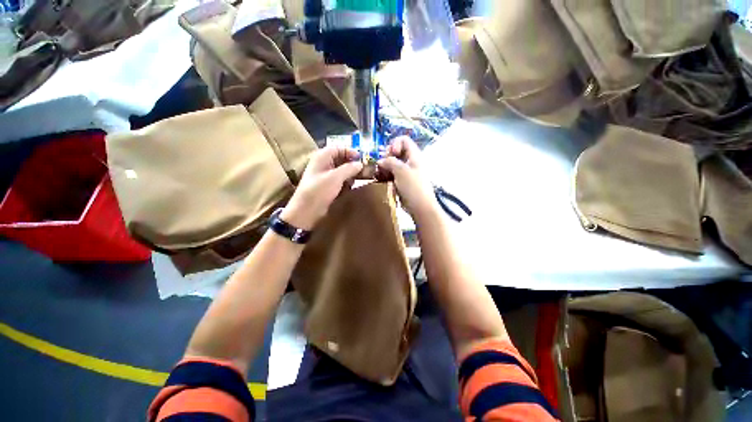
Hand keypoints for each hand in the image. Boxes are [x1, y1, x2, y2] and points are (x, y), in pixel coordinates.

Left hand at [281, 146, 363, 229]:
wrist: (306, 212)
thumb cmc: (319, 191)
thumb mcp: (335, 178)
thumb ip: (349, 169)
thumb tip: (360, 164)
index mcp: (322, 157)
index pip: (338, 148)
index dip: (350, 152)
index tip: (361, 159)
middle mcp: (324, 164)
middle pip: (341, 159)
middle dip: (352, 164)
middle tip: (364, 170)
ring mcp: (326, 176)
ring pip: (342, 171)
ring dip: (351, 174)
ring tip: (360, 179)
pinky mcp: (328, 187)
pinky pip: (340, 180)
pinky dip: (347, 182)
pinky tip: (352, 187)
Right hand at [377, 136, 438, 218]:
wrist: (420, 207)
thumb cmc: (413, 187)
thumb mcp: (401, 171)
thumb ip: (390, 162)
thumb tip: (380, 161)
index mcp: (414, 156)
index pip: (404, 140)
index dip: (394, 144)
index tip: (389, 154)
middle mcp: (410, 162)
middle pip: (397, 152)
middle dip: (387, 157)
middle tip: (382, 165)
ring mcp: (406, 173)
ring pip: (393, 164)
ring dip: (385, 167)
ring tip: (380, 174)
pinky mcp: (402, 182)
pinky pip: (392, 175)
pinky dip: (386, 175)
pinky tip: (382, 180)